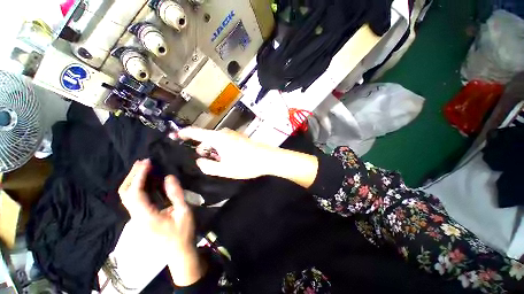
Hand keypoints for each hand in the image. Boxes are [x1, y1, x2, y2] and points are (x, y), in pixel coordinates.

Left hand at [118, 159, 203, 285]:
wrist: (178, 251)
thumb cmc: (182, 232)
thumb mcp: (184, 212)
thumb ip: (176, 194)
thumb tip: (169, 177)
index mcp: (146, 216)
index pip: (135, 193)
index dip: (139, 176)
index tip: (147, 162)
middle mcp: (136, 216)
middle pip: (125, 194)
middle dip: (132, 176)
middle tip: (142, 162)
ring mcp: (137, 218)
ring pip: (127, 197)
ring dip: (133, 180)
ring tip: (143, 167)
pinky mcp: (142, 217)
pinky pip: (135, 199)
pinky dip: (138, 187)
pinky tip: (147, 180)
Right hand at [177, 127, 277, 179]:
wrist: (267, 158)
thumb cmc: (245, 164)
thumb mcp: (224, 169)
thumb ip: (208, 166)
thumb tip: (199, 161)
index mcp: (218, 138)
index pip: (196, 132)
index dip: (185, 133)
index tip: (176, 135)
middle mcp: (224, 133)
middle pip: (207, 139)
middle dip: (203, 149)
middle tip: (206, 162)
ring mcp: (233, 135)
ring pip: (216, 141)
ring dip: (214, 151)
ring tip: (219, 163)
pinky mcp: (239, 138)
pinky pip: (225, 142)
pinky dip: (222, 149)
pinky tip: (228, 159)